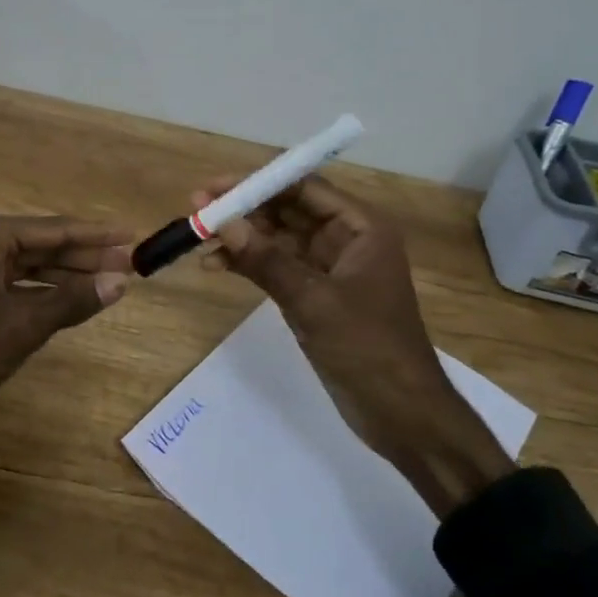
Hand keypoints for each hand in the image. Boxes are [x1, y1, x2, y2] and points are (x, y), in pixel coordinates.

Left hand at [0, 215, 133, 422]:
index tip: (132, 236)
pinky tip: (73, 297)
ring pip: (32, 264)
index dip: (96, 235)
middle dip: (87, 255)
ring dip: (69, 274)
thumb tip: (120, 282)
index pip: (55, 229)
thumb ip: (72, 300)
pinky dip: (45, 290)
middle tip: (130, 262)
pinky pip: (17, 282)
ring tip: (111, 280)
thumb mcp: (24, 324)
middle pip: (45, 244)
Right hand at [194, 174, 512, 518]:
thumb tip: (222, 222)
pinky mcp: (314, 295)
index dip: (258, 183)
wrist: (400, 413)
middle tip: (197, 209)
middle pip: (287, 209)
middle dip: (243, 208)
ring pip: (277, 238)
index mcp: (361, 228)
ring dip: (240, 237)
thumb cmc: (368, 348)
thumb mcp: (314, 301)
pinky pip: (275, 267)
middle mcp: (345, 239)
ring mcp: (328, 268)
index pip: (304, 188)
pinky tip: (215, 265)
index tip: (214, 187)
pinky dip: (247, 264)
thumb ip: (266, 260)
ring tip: (198, 238)